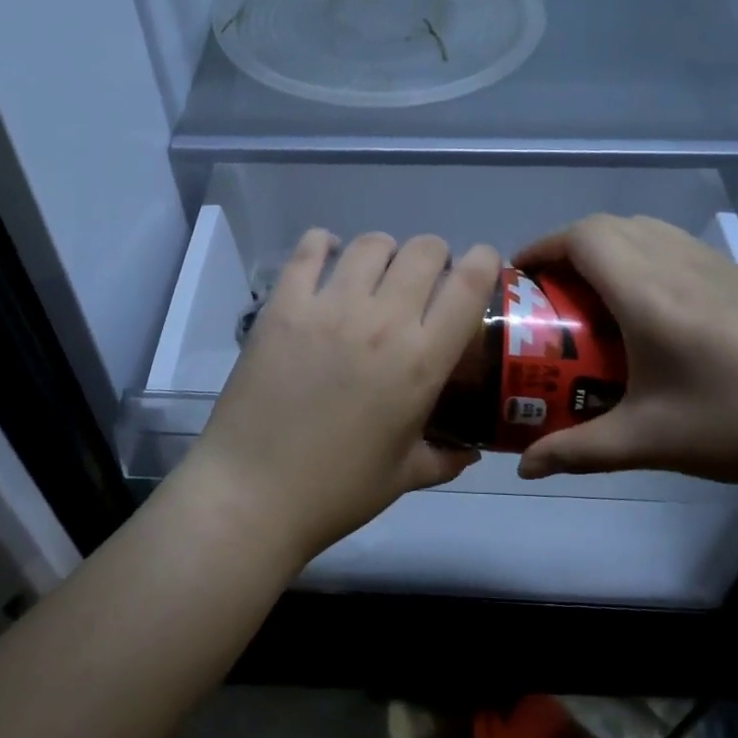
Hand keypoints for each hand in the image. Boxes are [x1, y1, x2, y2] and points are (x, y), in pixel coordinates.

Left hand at [184, 229, 502, 564]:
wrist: (253, 492)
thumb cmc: (337, 490)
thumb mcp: (405, 477)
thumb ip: (446, 458)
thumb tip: (471, 451)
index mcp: (422, 361)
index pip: (469, 284)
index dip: (484, 260)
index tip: (482, 264)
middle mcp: (382, 321)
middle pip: (423, 250)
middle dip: (434, 256)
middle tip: (424, 279)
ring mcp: (329, 307)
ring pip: (371, 244)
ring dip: (384, 251)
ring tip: (376, 273)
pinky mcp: (283, 305)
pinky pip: (309, 250)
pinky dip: (323, 245)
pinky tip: (327, 259)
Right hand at [513, 214, 737, 498]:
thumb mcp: (651, 442)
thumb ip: (579, 450)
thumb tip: (525, 468)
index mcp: (649, 294)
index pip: (583, 238)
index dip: (543, 246)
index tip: (521, 275)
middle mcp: (680, 264)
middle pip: (610, 225)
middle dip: (569, 247)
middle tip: (552, 291)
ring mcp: (720, 265)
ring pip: (647, 229)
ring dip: (610, 247)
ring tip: (597, 296)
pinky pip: (679, 245)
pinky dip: (647, 256)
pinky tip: (656, 311)